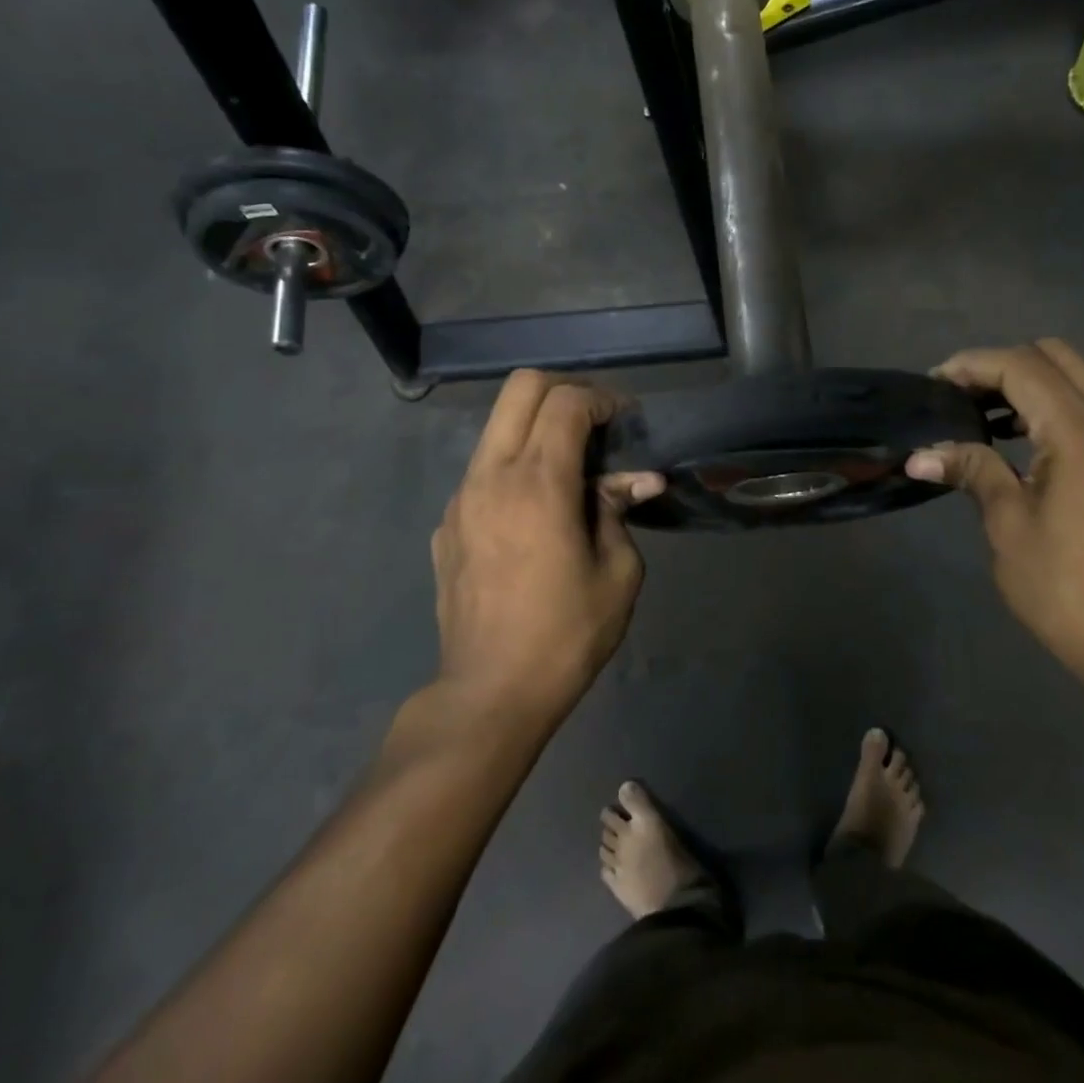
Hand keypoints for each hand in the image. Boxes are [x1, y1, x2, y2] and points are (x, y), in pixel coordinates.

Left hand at [431, 371, 664, 720]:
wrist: (490, 693)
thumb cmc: (566, 634)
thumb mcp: (617, 572)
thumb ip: (619, 510)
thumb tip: (637, 480)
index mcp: (538, 483)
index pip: (566, 401)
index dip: (604, 399)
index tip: (627, 422)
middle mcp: (491, 476)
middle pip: (520, 389)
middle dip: (565, 391)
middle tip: (596, 425)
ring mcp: (461, 498)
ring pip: (497, 426)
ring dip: (537, 428)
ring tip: (571, 468)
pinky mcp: (446, 524)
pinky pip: (484, 471)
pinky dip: (515, 468)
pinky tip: (536, 514)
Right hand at [908, 340, 1083, 708]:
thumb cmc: (1061, 586)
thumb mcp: (1007, 524)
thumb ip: (971, 470)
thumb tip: (920, 456)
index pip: (1024, 368)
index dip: (974, 365)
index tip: (936, 383)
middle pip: (1056, 356)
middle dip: (1001, 365)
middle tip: (960, 396)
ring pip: (1078, 378)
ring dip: (1028, 383)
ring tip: (983, 416)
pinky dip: (1054, 406)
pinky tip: (1023, 440)